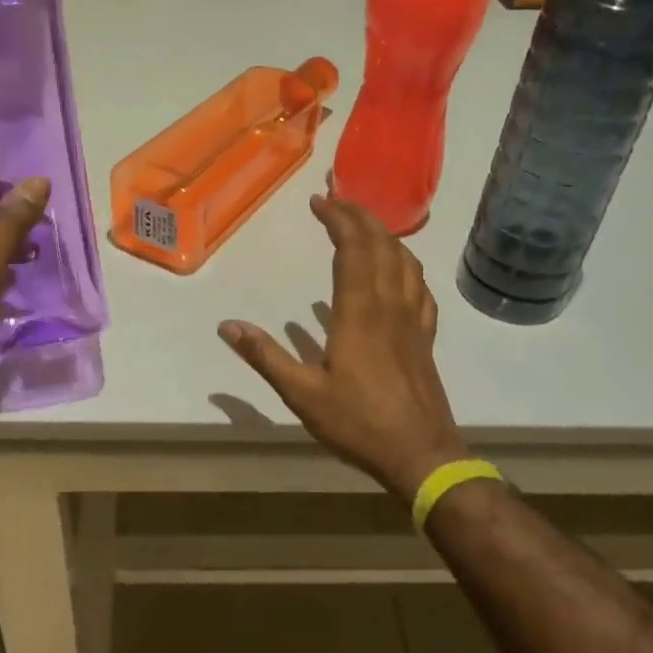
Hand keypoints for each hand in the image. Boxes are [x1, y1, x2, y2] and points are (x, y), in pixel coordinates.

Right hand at [219, 195, 469, 501]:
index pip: (352, 249)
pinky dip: (409, 266)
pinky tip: (401, 270)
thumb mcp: (302, 395)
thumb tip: (228, 326)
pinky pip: (421, 288)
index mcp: (359, 313)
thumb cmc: (358, 424)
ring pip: (406, 262)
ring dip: (386, 235)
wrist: (421, 455)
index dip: (338, 220)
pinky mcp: (425, 338)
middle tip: (339, 197)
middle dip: (361, 215)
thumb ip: (265, 357)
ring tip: (366, 224)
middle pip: (382, 246)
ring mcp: (413, 320)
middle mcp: (389, 305)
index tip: (319, 201)